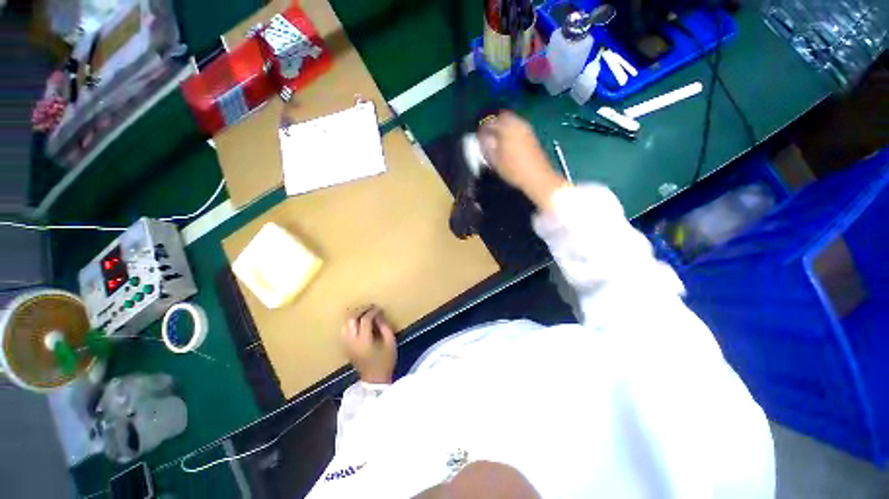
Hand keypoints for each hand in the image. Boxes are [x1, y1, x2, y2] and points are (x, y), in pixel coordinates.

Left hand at [341, 306, 396, 383]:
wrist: (374, 381)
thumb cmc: (385, 361)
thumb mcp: (390, 343)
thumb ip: (385, 327)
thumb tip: (379, 315)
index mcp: (364, 341)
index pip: (365, 320)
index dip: (372, 311)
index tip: (379, 308)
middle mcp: (352, 342)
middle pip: (351, 320)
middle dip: (360, 311)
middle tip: (370, 307)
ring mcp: (346, 345)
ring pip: (345, 324)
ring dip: (354, 316)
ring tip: (364, 313)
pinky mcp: (345, 348)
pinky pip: (344, 331)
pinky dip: (350, 323)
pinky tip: (358, 322)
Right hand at [480, 112, 566, 210]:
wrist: (537, 176)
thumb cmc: (513, 169)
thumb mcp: (494, 160)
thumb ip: (486, 145)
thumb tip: (481, 136)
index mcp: (506, 128)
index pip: (489, 121)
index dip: (481, 127)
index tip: (477, 134)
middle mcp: (517, 123)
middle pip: (502, 116)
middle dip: (493, 122)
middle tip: (486, 132)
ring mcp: (526, 128)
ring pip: (511, 120)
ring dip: (502, 125)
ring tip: (495, 137)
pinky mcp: (531, 135)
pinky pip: (517, 126)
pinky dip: (510, 130)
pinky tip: (506, 141)